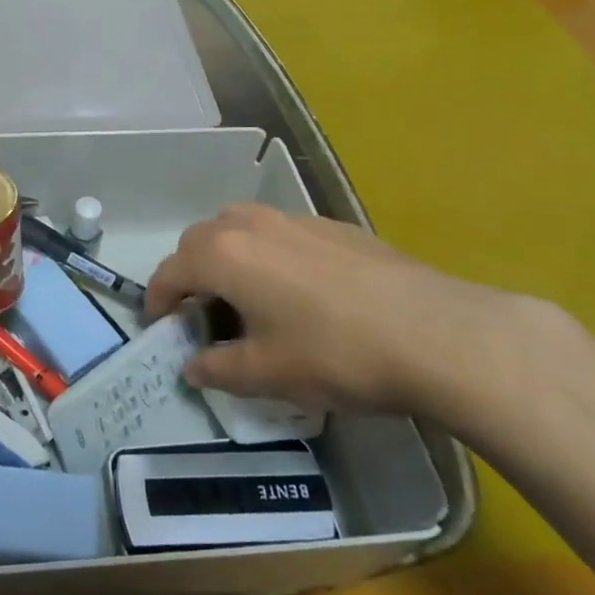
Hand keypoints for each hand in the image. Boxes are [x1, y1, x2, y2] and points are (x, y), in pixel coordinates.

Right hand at [145, 203, 564, 419]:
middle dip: (189, 272)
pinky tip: (299, 291)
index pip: (170, 270)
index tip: (159, 326)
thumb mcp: (267, 374)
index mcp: (223, 255)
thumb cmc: (335, 355)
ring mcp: (296, 220)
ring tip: (245, 295)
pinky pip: (281, 232)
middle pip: (201, 239)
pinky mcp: (336, 226)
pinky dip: (268, 253)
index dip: (157, 300)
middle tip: (200, 311)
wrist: (437, 334)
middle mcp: (251, 225)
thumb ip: (218, 368)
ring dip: (227, 255)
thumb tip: (192, 367)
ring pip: (241, 226)